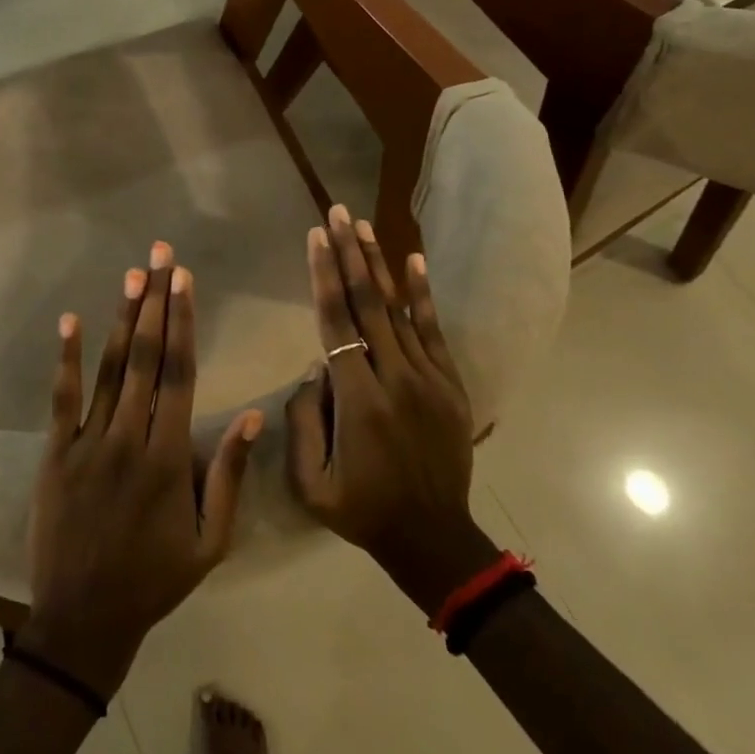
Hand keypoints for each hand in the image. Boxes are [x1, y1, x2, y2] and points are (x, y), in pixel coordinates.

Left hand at [22, 242, 263, 697]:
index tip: (185, 280)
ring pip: (109, 369)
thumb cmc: (155, 578)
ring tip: (132, 274)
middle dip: (155, 301)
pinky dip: (66, 358)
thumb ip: (228, 474)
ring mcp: (88, 443)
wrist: (84, 620)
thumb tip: (254, 416)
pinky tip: (70, 320)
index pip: (179, 374)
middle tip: (160, 255)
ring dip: (121, 318)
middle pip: (145, 357)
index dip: (182, 322)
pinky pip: (62, 398)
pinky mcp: (55, 452)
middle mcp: (129, 438)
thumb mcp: (210, 540)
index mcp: (169, 458)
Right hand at [287, 206, 494, 612]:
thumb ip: (304, 418)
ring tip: (365, 225)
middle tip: (339, 213)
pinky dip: (423, 294)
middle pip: (368, 304)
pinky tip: (414, 260)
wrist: (434, 540)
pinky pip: (434, 330)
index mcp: (358, 402)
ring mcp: (429, 380)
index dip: (324, 276)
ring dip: (380, 264)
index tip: (316, 237)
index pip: (336, 323)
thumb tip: (315, 365)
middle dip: (350, 253)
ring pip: (398, 310)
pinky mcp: (450, 385)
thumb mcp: (311, 481)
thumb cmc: (363, 510)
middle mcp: (395, 379)